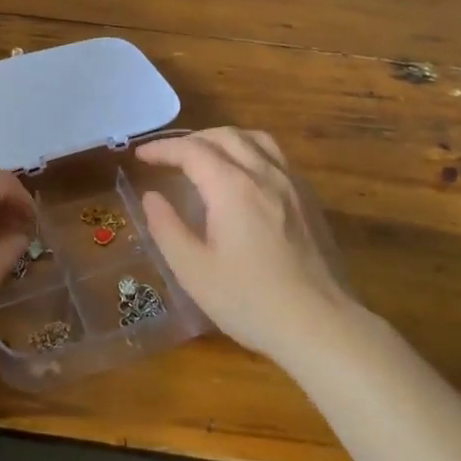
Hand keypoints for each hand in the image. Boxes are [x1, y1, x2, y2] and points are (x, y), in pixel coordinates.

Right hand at [134, 128, 358, 358]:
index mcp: (233, 188)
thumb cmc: (250, 301)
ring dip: (224, 139)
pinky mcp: (309, 200)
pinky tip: (244, 176)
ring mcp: (292, 185)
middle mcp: (265, 175)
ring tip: (205, 156)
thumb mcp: (193, 271)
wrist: (319, 325)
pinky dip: (250, 151)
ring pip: (256, 139)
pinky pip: (276, 157)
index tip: (140, 156)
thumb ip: (167, 228)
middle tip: (168, 156)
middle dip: (191, 139)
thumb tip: (152, 197)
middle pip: (225, 136)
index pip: (192, 151)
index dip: (163, 149)